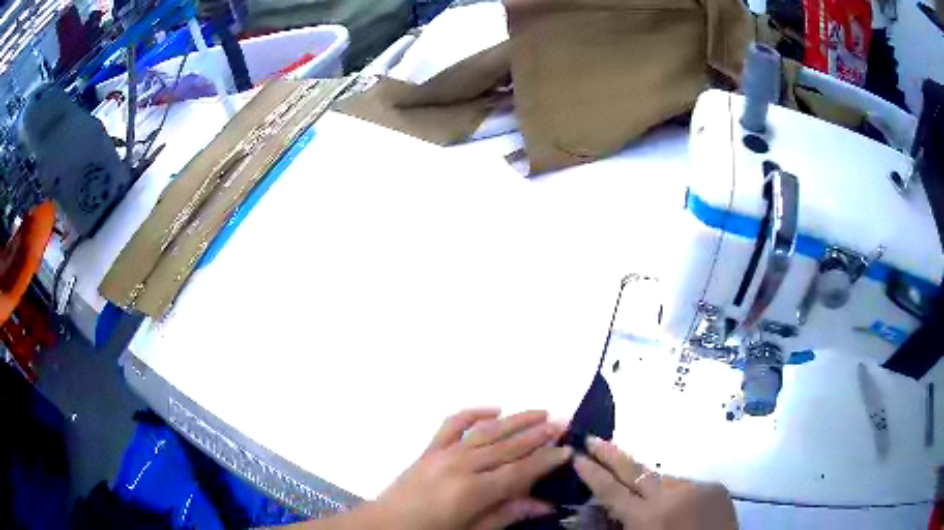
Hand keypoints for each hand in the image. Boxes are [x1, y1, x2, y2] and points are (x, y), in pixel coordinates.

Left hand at [373, 408, 572, 529]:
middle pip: (508, 446)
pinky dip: (473, 412)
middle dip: (538, 434)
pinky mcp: (429, 449)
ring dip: (516, 419)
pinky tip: (493, 408)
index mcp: (473, 491)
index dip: (546, 460)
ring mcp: (443, 453)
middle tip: (563, 422)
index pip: (520, 471)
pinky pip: (452, 424)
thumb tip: (545, 505)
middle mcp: (461, 466)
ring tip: (540, 411)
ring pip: (487, 431)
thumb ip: (507, 515)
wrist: (384, 526)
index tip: (568, 449)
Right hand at [573, 437, 737, 529]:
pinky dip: (675, 493)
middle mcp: (672, 496)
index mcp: (647, 519)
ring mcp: (697, 487)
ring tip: (644, 497)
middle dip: (611, 454)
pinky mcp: (715, 486)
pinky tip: (678, 508)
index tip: (576, 455)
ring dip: (648, 483)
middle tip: (593, 438)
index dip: (592, 473)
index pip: (611, 491)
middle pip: (634, 470)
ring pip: (663, 479)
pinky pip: (686, 485)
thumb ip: (618, 527)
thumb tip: (601, 509)